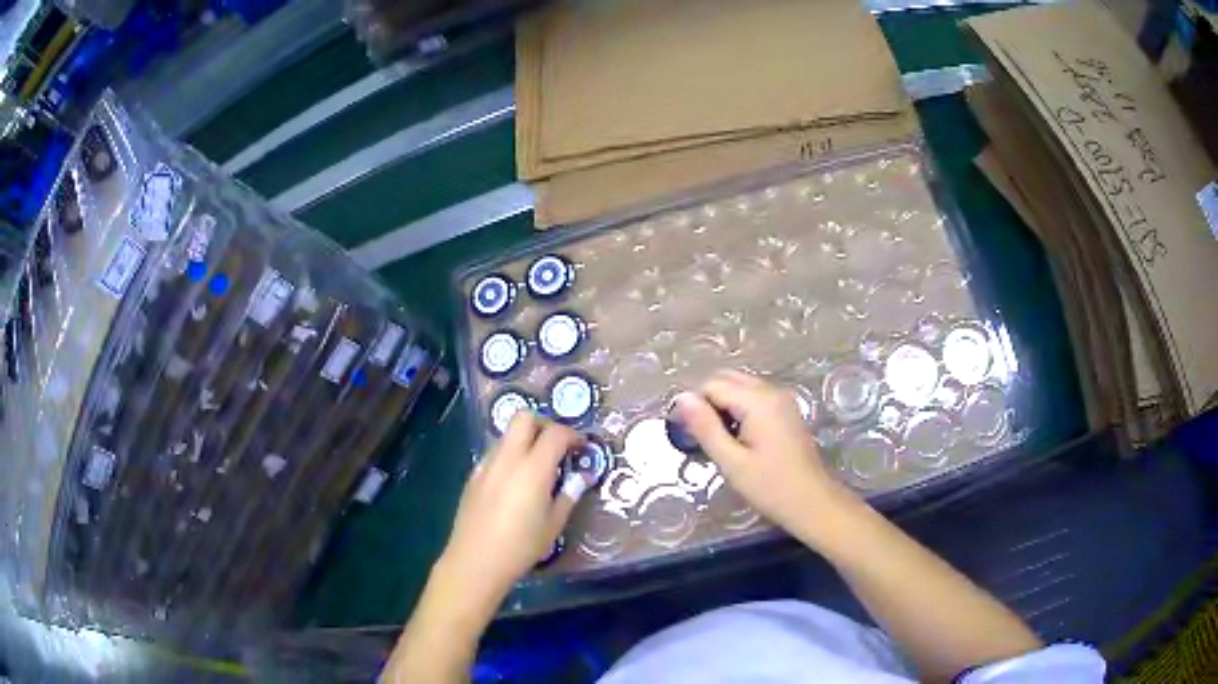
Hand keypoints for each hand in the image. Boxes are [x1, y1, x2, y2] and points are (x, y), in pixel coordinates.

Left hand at [434, 411, 584, 614]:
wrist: (475, 561)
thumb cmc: (521, 546)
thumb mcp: (554, 524)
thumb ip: (569, 495)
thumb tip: (582, 476)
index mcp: (533, 468)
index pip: (555, 433)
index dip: (573, 434)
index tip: (582, 446)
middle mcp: (508, 458)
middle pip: (524, 418)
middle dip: (544, 424)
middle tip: (558, 445)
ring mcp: (487, 465)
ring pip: (507, 434)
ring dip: (525, 439)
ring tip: (538, 465)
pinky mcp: (473, 476)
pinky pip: (495, 453)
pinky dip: (509, 456)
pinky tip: (515, 482)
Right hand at [673, 370, 859, 542]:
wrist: (812, 502)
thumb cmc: (770, 486)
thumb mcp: (731, 461)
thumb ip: (705, 427)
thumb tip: (681, 398)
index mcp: (758, 401)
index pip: (712, 385)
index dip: (693, 405)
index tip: (682, 433)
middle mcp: (771, 391)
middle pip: (727, 379)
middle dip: (707, 401)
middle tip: (696, 436)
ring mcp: (782, 399)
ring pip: (740, 387)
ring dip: (722, 405)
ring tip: (715, 439)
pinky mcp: (786, 411)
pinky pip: (754, 398)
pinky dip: (738, 409)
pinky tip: (736, 438)